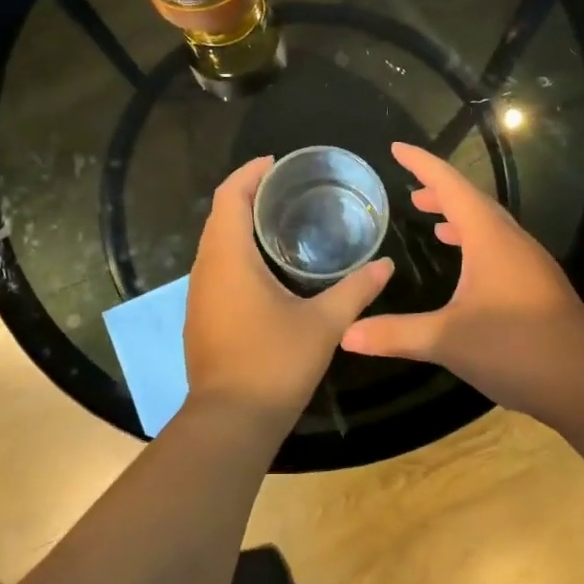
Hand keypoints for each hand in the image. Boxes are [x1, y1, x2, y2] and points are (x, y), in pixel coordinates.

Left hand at [184, 156, 394, 436]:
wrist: (230, 421)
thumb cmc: (274, 363)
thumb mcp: (323, 324)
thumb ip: (355, 290)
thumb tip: (386, 265)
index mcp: (228, 257)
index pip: (229, 196)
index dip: (249, 173)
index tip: (275, 162)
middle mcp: (205, 268)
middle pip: (219, 215)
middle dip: (246, 194)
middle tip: (285, 188)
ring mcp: (198, 294)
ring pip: (214, 243)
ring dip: (238, 224)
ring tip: (278, 221)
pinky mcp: (200, 315)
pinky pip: (214, 267)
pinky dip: (235, 252)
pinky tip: (264, 268)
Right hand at [341, 142, 583, 424]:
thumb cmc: (516, 347)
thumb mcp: (447, 340)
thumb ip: (396, 334)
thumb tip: (346, 335)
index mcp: (489, 237)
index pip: (451, 186)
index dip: (422, 164)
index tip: (396, 149)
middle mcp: (511, 241)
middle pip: (472, 202)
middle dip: (439, 192)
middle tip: (410, 193)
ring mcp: (529, 264)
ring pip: (489, 226)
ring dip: (459, 218)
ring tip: (433, 223)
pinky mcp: (537, 287)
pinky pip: (499, 249)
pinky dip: (475, 244)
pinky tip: (466, 272)